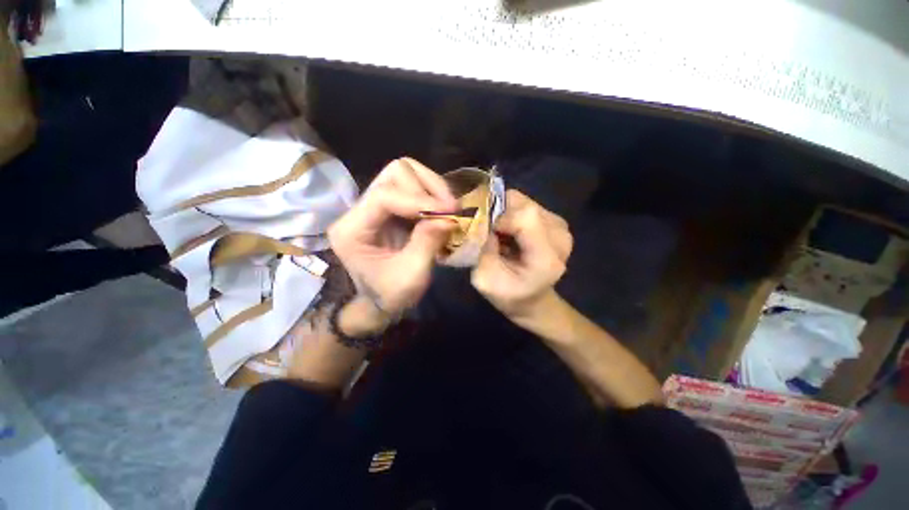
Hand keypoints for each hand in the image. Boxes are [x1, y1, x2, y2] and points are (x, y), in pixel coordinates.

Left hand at [329, 158, 456, 320]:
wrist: (381, 302)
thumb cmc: (390, 295)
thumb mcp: (411, 277)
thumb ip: (427, 244)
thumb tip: (450, 218)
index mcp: (352, 230)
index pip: (384, 196)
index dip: (419, 200)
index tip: (449, 212)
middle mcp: (359, 210)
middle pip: (394, 173)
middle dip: (427, 188)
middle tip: (450, 208)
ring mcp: (376, 206)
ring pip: (405, 173)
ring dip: (431, 187)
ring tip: (448, 208)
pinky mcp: (391, 209)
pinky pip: (413, 187)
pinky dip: (432, 194)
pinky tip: (442, 211)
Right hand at [471, 190, 571, 320]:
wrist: (532, 299)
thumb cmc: (508, 294)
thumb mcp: (484, 280)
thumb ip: (480, 251)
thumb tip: (480, 220)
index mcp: (546, 257)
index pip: (525, 216)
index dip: (500, 219)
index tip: (488, 234)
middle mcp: (560, 237)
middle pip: (524, 205)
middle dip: (500, 214)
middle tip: (491, 233)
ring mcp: (560, 227)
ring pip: (524, 201)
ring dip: (506, 214)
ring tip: (502, 234)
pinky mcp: (556, 222)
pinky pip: (527, 205)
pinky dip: (513, 214)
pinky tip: (511, 232)